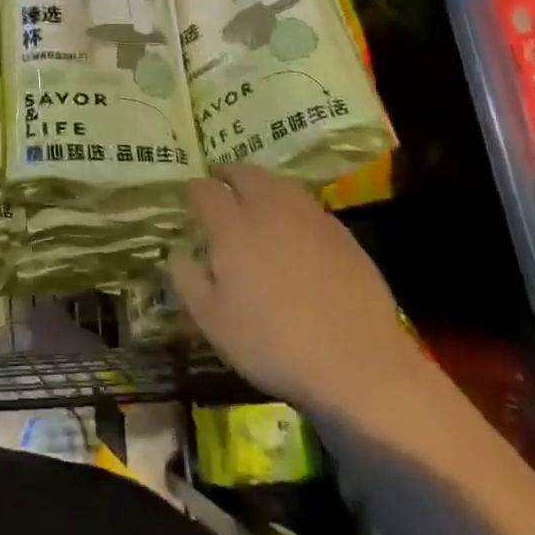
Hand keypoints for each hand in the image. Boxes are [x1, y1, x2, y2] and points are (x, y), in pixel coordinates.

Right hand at [170, 164, 424, 421]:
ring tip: (257, 194)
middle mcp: (269, 209)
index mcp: (232, 226)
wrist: (357, 362)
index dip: (195, 190)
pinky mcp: (342, 234)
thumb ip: (188, 281)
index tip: (192, 196)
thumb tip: (177, 253)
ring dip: (262, 182)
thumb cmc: (273, 343)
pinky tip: (295, 226)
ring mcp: (309, 217)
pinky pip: (309, 205)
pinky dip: (293, 205)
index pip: (205, 191)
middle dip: (228, 173)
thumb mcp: (214, 322)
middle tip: (221, 179)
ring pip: (280, 183)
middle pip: (245, 173)